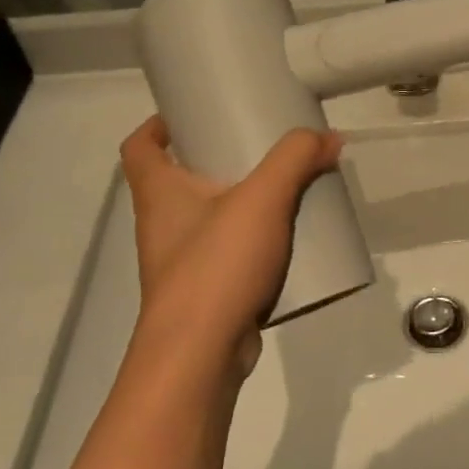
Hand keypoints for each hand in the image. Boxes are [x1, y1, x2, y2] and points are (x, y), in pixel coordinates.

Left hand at [119, 118, 343, 375]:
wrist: (201, 355)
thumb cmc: (216, 265)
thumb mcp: (262, 199)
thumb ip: (296, 160)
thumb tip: (328, 137)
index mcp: (160, 194)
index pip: (140, 147)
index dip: (157, 125)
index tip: (193, 114)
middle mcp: (162, 225)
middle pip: (180, 181)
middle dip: (217, 162)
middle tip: (259, 148)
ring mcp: (182, 264)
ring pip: (209, 220)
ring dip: (241, 205)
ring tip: (284, 192)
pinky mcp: (206, 294)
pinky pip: (230, 256)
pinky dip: (255, 245)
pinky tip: (291, 242)